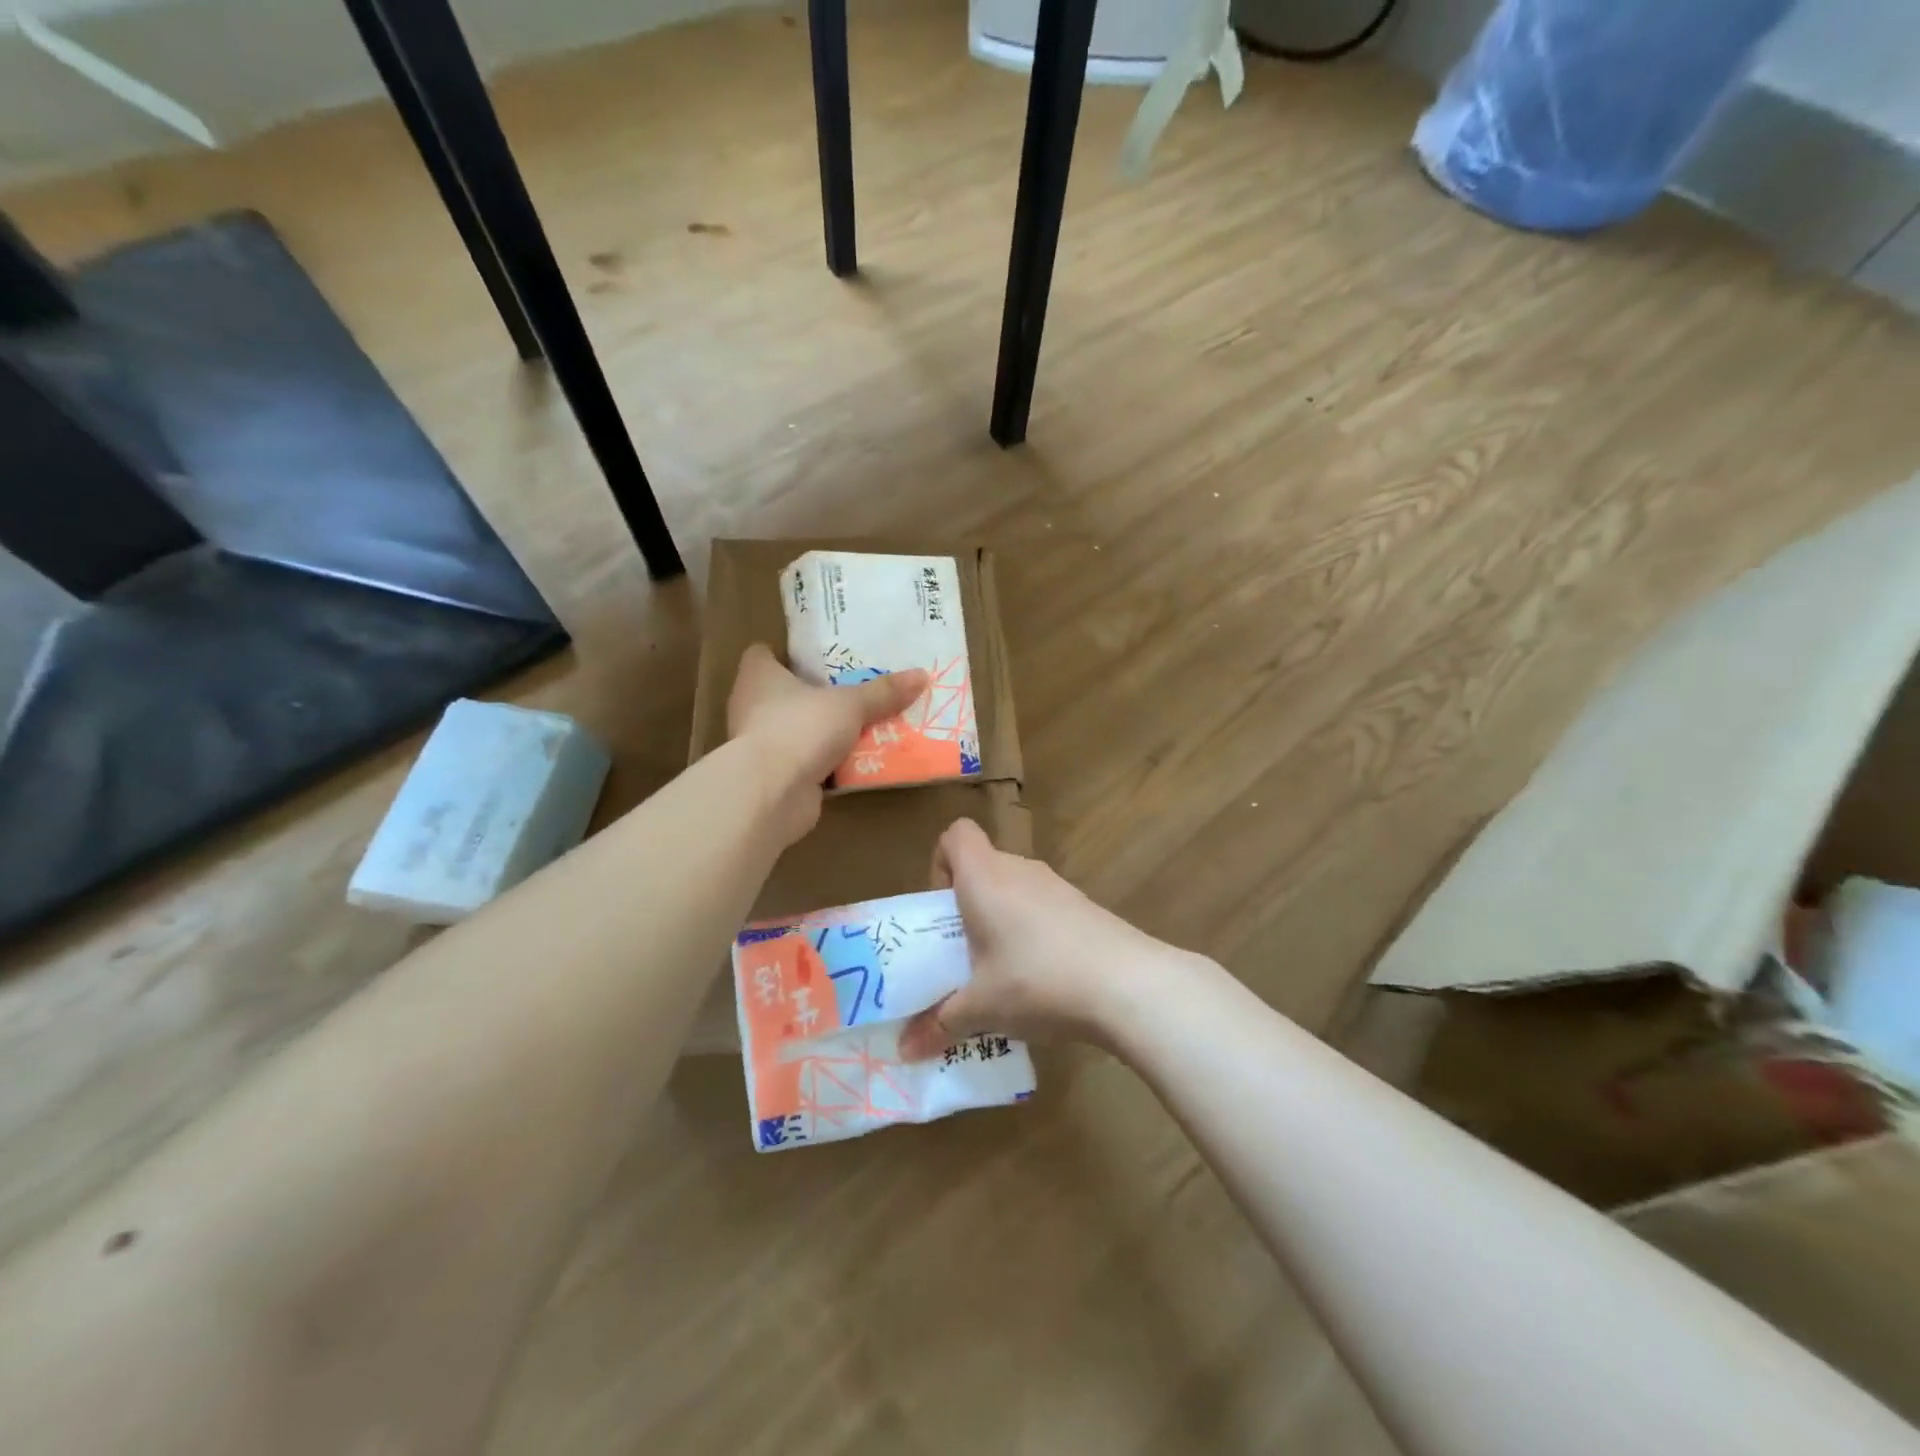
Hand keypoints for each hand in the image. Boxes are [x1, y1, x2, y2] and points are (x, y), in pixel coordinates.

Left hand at [726, 644, 927, 845]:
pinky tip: (859, 762)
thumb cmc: (800, 728)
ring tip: (864, 724)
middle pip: (784, 694)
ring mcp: (762, 745)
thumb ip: (883, 692)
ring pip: (798, 730)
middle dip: (816, 694)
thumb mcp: (850, 704)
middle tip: (853, 689)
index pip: (762, 655)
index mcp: (758, 677)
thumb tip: (921, 675)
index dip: (785, 653)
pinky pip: (807, 762)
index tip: (816, 656)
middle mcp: (752, 707)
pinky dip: (828, 763)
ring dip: (824, 731)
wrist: (772, 793)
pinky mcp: (776, 777)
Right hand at [898, 818, 1197, 1058]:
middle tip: (962, 953)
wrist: (1127, 985)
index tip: (941, 909)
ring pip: (1016, 890)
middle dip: (968, 905)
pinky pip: (1044, 909)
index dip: (941, 863)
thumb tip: (906, 1051)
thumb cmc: (1036, 981)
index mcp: (984, 877)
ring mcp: (1057, 886)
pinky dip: (1034, 933)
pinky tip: (1042, 980)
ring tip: (1000, 974)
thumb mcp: (980, 1009)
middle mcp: (1019, 870)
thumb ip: (939, 1025)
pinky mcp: (1085, 907)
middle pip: (984, 867)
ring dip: (1002, 922)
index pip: (956, 835)